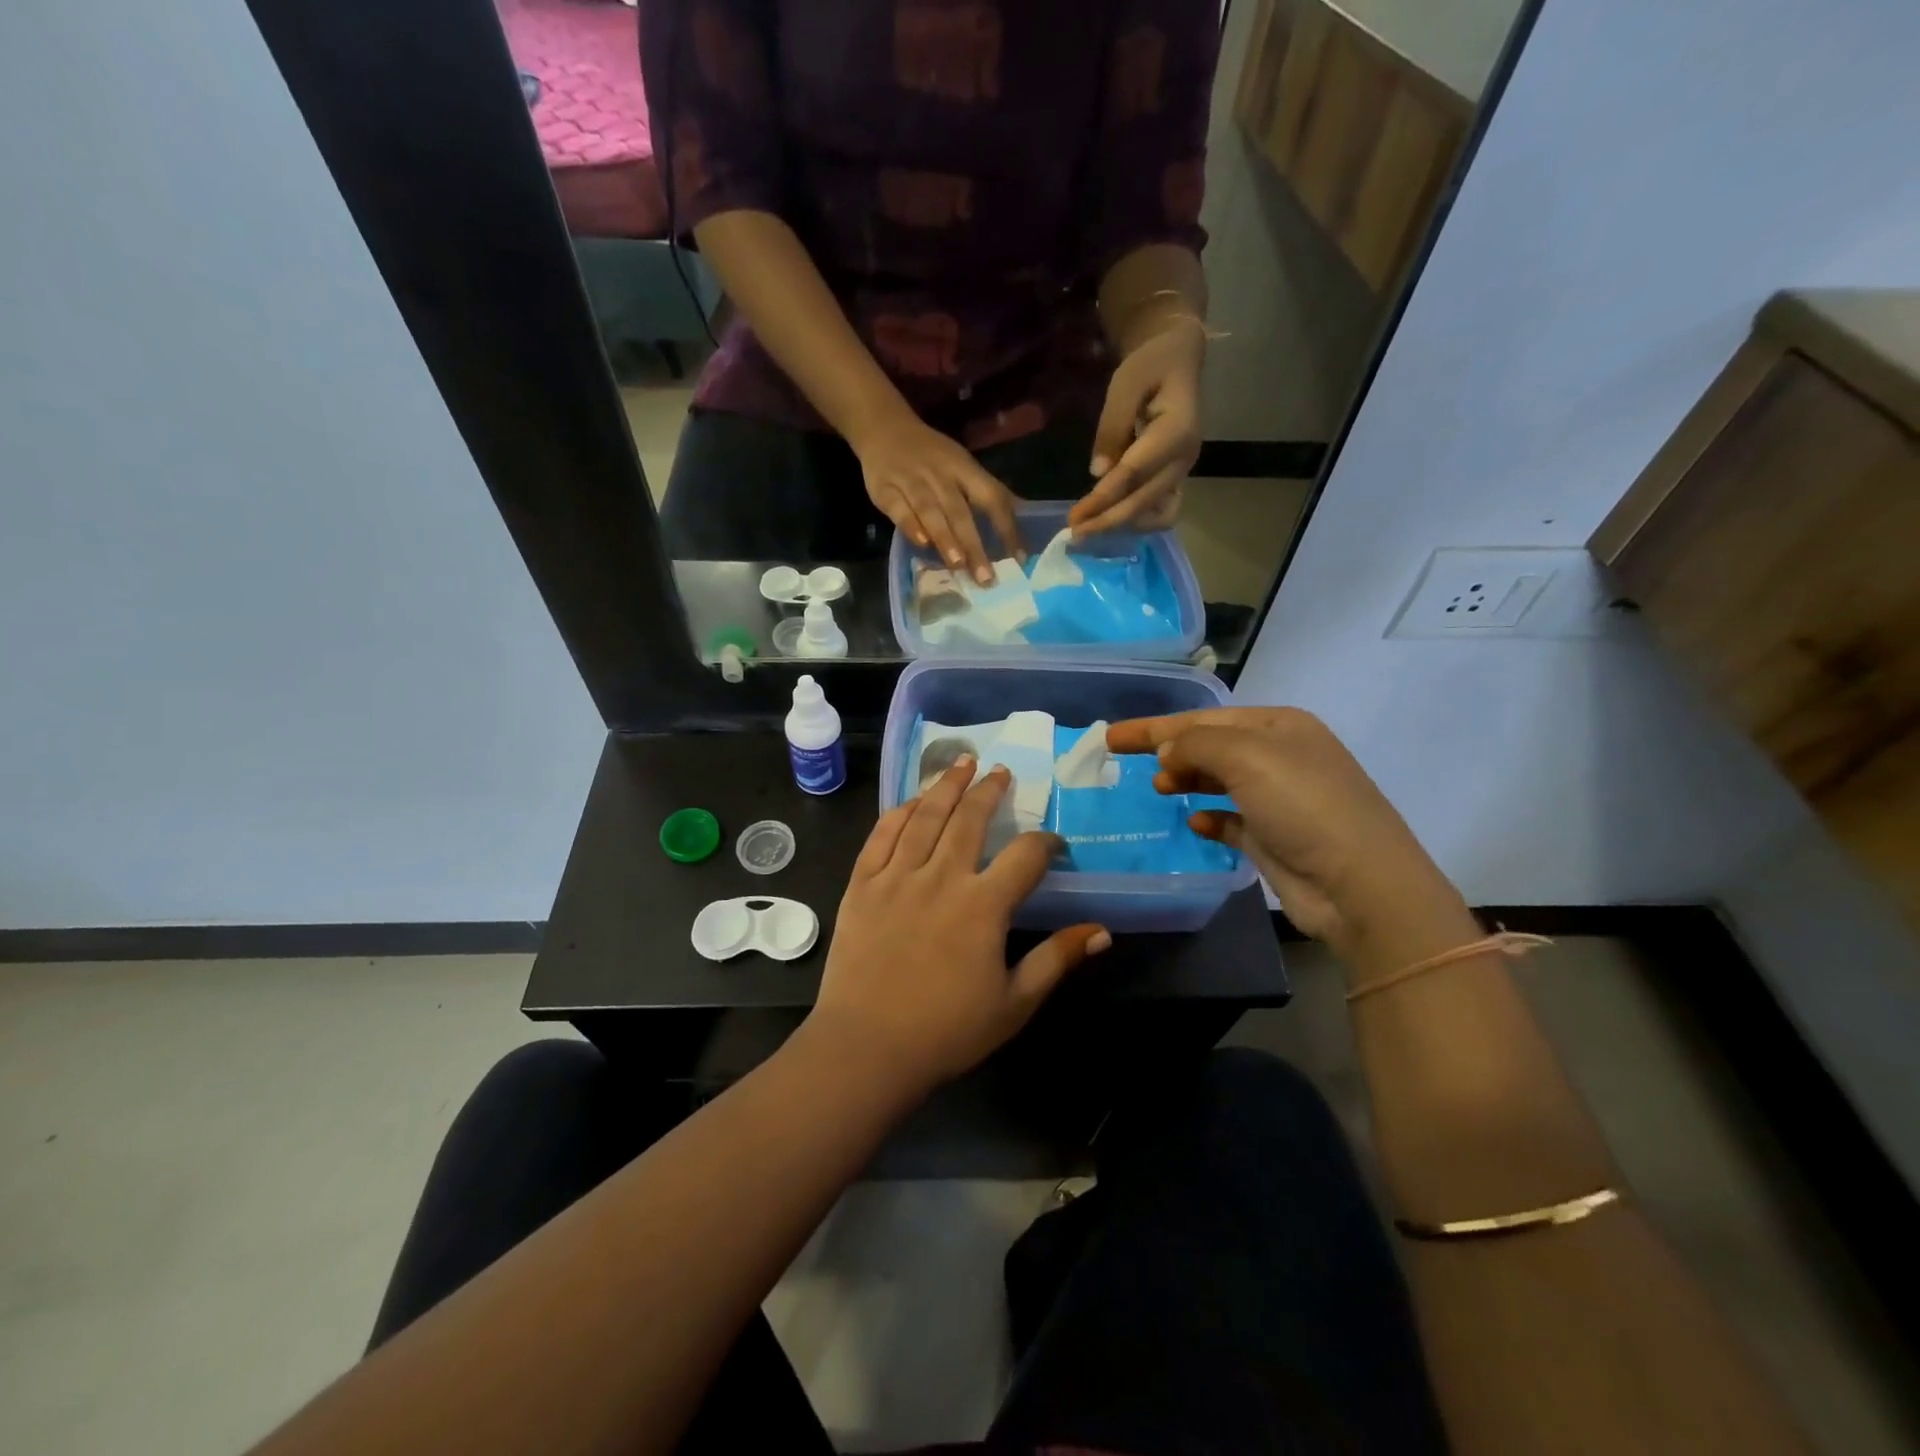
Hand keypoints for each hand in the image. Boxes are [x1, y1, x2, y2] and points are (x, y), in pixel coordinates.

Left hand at [810, 757, 1110, 1095]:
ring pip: (926, 816)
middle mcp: (942, 877)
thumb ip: (1056, 959)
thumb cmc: (947, 1031)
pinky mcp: (863, 884)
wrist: (867, 1048)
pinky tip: (913, 801)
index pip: (1025, 856)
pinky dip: (901, 812)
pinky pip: (882, 835)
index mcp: (983, 905)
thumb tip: (1102, 932)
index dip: (1046, 843)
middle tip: (1001, 772)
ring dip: (947, 785)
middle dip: (990, 791)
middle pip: (971, 819)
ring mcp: (897, 877)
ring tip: (962, 763)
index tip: (1053, 845)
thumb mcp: (1015, 1002)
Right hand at [853, 412, 1023, 584]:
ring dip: (945, 537)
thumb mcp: (963, 466)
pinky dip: (910, 526)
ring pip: (930, 511)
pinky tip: (922, 544)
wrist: (884, 427)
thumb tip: (1022, 515)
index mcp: (965, 469)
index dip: (1007, 527)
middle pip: (960, 511)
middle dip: (974, 544)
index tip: (1019, 558)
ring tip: (958, 565)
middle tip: (986, 577)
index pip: (992, 497)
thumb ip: (986, 492)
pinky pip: (899, 509)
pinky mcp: (884, 489)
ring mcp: (911, 481)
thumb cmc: (932, 455)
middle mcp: (940, 475)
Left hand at [1069, 318, 1204, 536]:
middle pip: (1144, 502)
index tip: (1074, 517)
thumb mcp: (1125, 384)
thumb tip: (1098, 474)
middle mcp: (1185, 459)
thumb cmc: (1150, 366)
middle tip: (1074, 533)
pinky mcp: (1177, 479)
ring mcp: (1184, 472)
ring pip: (1157, 515)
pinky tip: (1108, 520)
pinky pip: (1161, 512)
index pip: (1134, 474)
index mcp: (1177, 431)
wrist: (1177, 359)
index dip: (1103, 499)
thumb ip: (1112, 427)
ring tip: (1089, 529)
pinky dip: (1136, 521)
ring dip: (1123, 526)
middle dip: (1107, 521)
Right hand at [1106, 708, 1470, 964]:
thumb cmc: (1302, 805)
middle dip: (1170, 750)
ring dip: (1187, 780)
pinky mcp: (1274, 838)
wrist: (1359, 885)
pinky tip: (1194, 823)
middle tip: (1127, 762)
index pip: (1204, 718)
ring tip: (1159, 788)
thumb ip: (1196, 744)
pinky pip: (1231, 819)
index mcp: (1279, 726)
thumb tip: (1168, 754)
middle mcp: (1280, 757)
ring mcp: (1279, 799)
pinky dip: (1210, 817)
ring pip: (1219, 780)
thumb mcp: (1247, 757)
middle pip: (1209, 746)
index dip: (1155, 726)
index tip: (1112, 737)